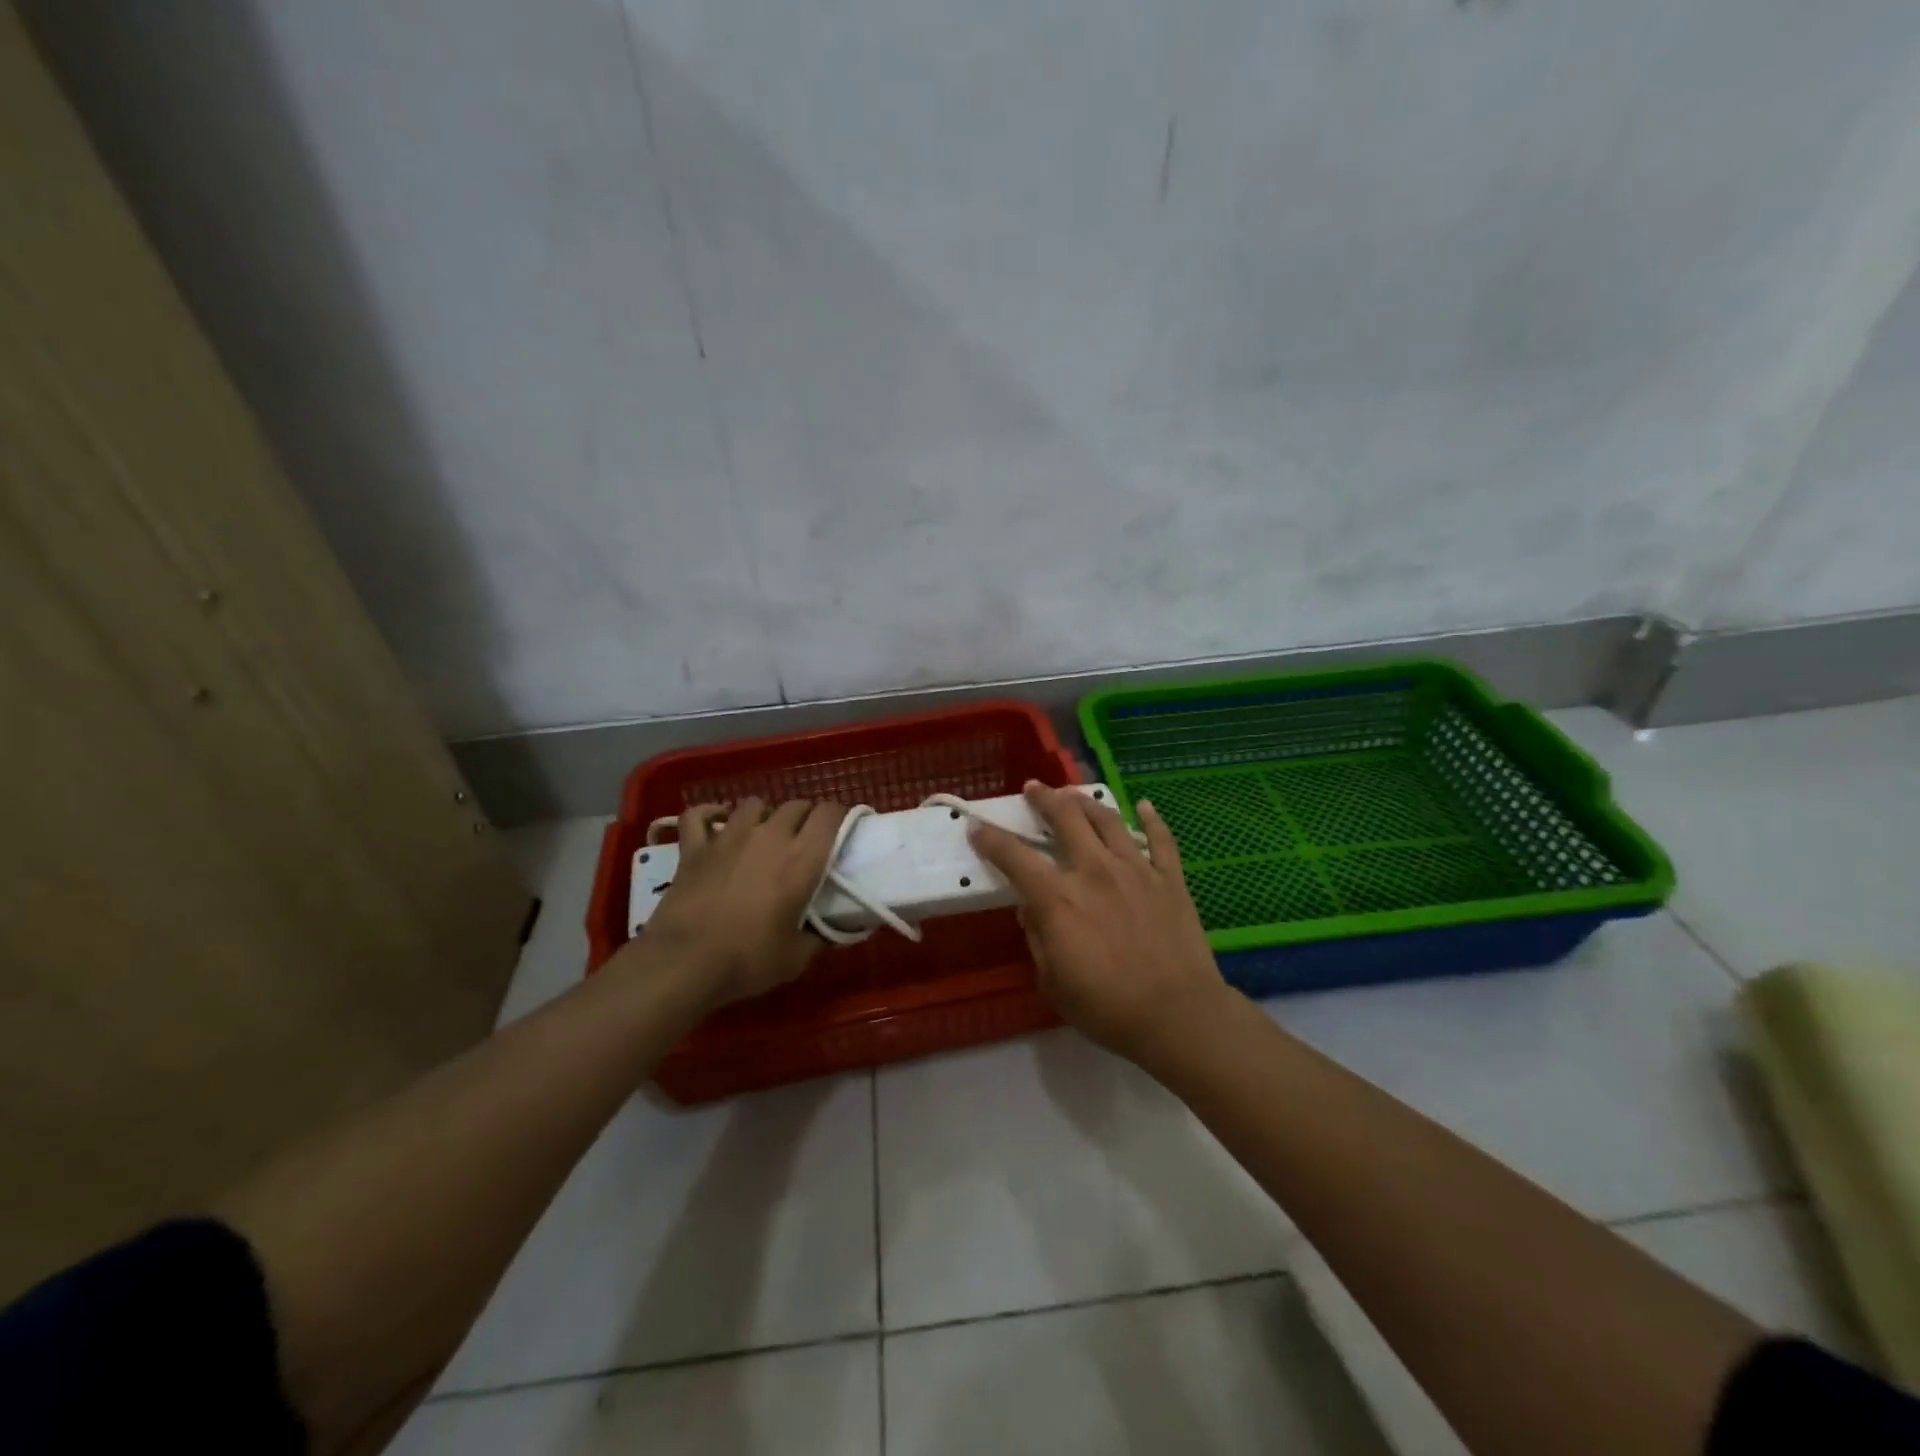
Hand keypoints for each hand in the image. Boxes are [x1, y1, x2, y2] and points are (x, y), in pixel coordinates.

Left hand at [632, 798, 847, 1008]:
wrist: (684, 963)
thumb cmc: (747, 959)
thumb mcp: (796, 958)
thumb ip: (819, 937)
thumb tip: (832, 931)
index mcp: (802, 858)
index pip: (830, 814)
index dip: (840, 816)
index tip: (843, 832)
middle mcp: (769, 835)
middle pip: (796, 805)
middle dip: (806, 818)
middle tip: (805, 842)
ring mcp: (728, 836)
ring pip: (754, 804)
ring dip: (764, 815)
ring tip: (764, 835)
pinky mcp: (694, 846)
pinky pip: (700, 814)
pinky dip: (709, 814)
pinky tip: (716, 823)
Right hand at [969, 782, 1229, 1065]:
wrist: (1178, 1016)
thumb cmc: (1108, 1008)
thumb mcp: (1053, 983)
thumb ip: (1038, 940)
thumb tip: (1030, 910)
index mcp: (1059, 899)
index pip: (1015, 857)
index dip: (991, 839)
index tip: (977, 827)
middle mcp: (1094, 871)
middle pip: (1066, 818)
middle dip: (1045, 798)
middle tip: (1034, 788)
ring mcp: (1136, 870)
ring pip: (1108, 819)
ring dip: (1086, 801)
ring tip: (1074, 794)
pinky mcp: (1170, 879)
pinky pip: (1162, 839)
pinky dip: (1153, 819)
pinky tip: (1145, 805)